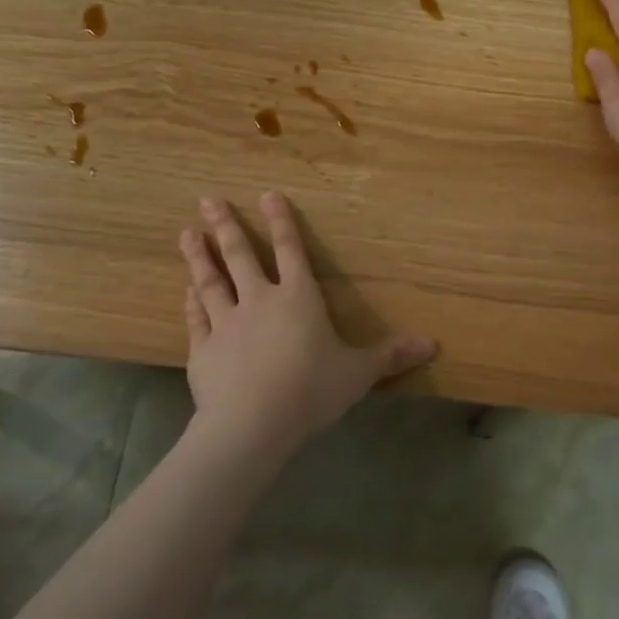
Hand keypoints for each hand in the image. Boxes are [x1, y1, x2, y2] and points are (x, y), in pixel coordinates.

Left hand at [179, 192, 436, 451]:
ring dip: (199, 256)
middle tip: (208, 200)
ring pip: (210, 281)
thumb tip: (433, 344)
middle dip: (226, 226)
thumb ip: (391, 355)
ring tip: (186, 232)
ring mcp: (226, 324)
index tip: (268, 194)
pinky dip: (191, 303)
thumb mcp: (359, 373)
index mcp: (299, 298)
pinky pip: (196, 319)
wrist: (253, 424)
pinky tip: (185, 291)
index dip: (281, 222)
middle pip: (240, 256)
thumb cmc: (311, 390)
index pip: (291, 251)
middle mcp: (260, 301)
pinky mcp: (203, 350)